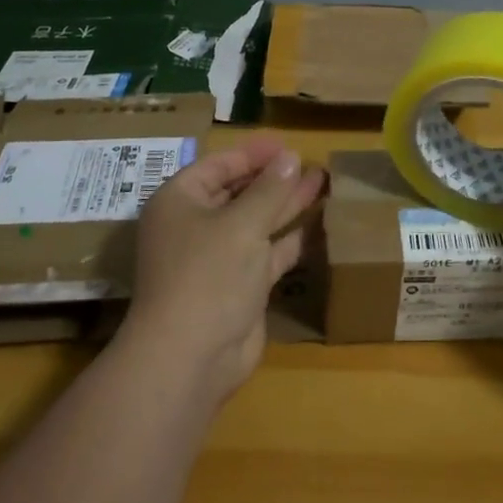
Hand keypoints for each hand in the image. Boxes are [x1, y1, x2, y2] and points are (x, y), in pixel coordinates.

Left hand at [122, 137, 325, 402]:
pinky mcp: (240, 285)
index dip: (252, 154)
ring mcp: (218, 257)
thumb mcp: (242, 224)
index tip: (287, 145)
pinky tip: (319, 221)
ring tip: (322, 181)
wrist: (191, 357)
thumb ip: (270, 189)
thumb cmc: (208, 274)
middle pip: (238, 192)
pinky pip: (268, 252)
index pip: (218, 165)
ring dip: (286, 203)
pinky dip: (291, 238)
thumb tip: (290, 157)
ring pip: (256, 221)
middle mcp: (196, 225)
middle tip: (310, 161)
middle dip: (273, 177)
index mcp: (180, 201)